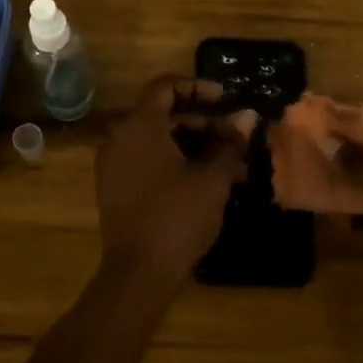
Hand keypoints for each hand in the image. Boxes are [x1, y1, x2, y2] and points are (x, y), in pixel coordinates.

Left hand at [95, 77, 252, 289]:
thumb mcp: (212, 178)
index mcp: (139, 126)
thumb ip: (230, 143)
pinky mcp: (115, 188)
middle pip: (164, 115)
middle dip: (203, 123)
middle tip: (235, 139)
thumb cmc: (178, 217)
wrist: (138, 274)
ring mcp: (114, 164)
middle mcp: (119, 138)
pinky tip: (207, 182)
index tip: (225, 98)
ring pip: (158, 141)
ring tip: (232, 166)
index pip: (165, 87)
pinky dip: (175, 162)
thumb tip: (249, 116)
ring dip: (194, 146)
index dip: (197, 87)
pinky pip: (147, 160)